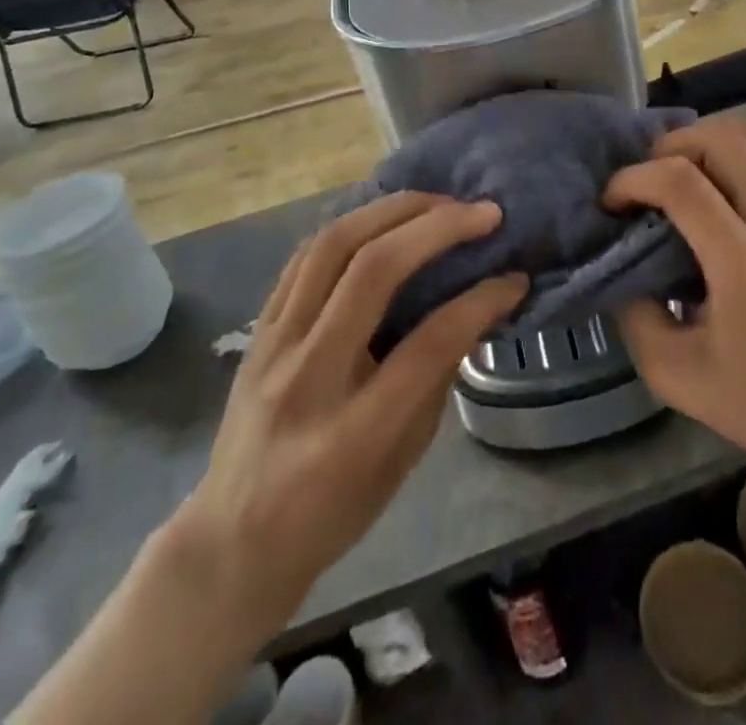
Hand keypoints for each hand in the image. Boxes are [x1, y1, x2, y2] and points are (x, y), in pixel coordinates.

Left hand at [174, 193, 527, 629]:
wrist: (231, 542)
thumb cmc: (332, 513)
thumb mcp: (402, 462)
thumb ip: (436, 378)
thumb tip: (473, 305)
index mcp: (353, 432)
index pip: (427, 344)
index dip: (480, 301)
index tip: (514, 277)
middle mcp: (307, 376)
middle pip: (372, 271)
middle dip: (436, 227)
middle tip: (482, 213)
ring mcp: (273, 346)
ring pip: (332, 246)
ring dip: (392, 210)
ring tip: (437, 201)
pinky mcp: (257, 329)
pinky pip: (305, 256)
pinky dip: (352, 225)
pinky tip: (384, 218)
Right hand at [606, 119, 745, 504]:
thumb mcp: (672, 373)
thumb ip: (632, 309)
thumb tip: (618, 256)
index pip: (680, 182)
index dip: (633, 179)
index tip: (612, 203)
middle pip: (721, 138)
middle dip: (669, 146)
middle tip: (649, 180)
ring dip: (707, 142)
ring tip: (683, 174)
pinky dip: (739, 158)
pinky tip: (723, 194)